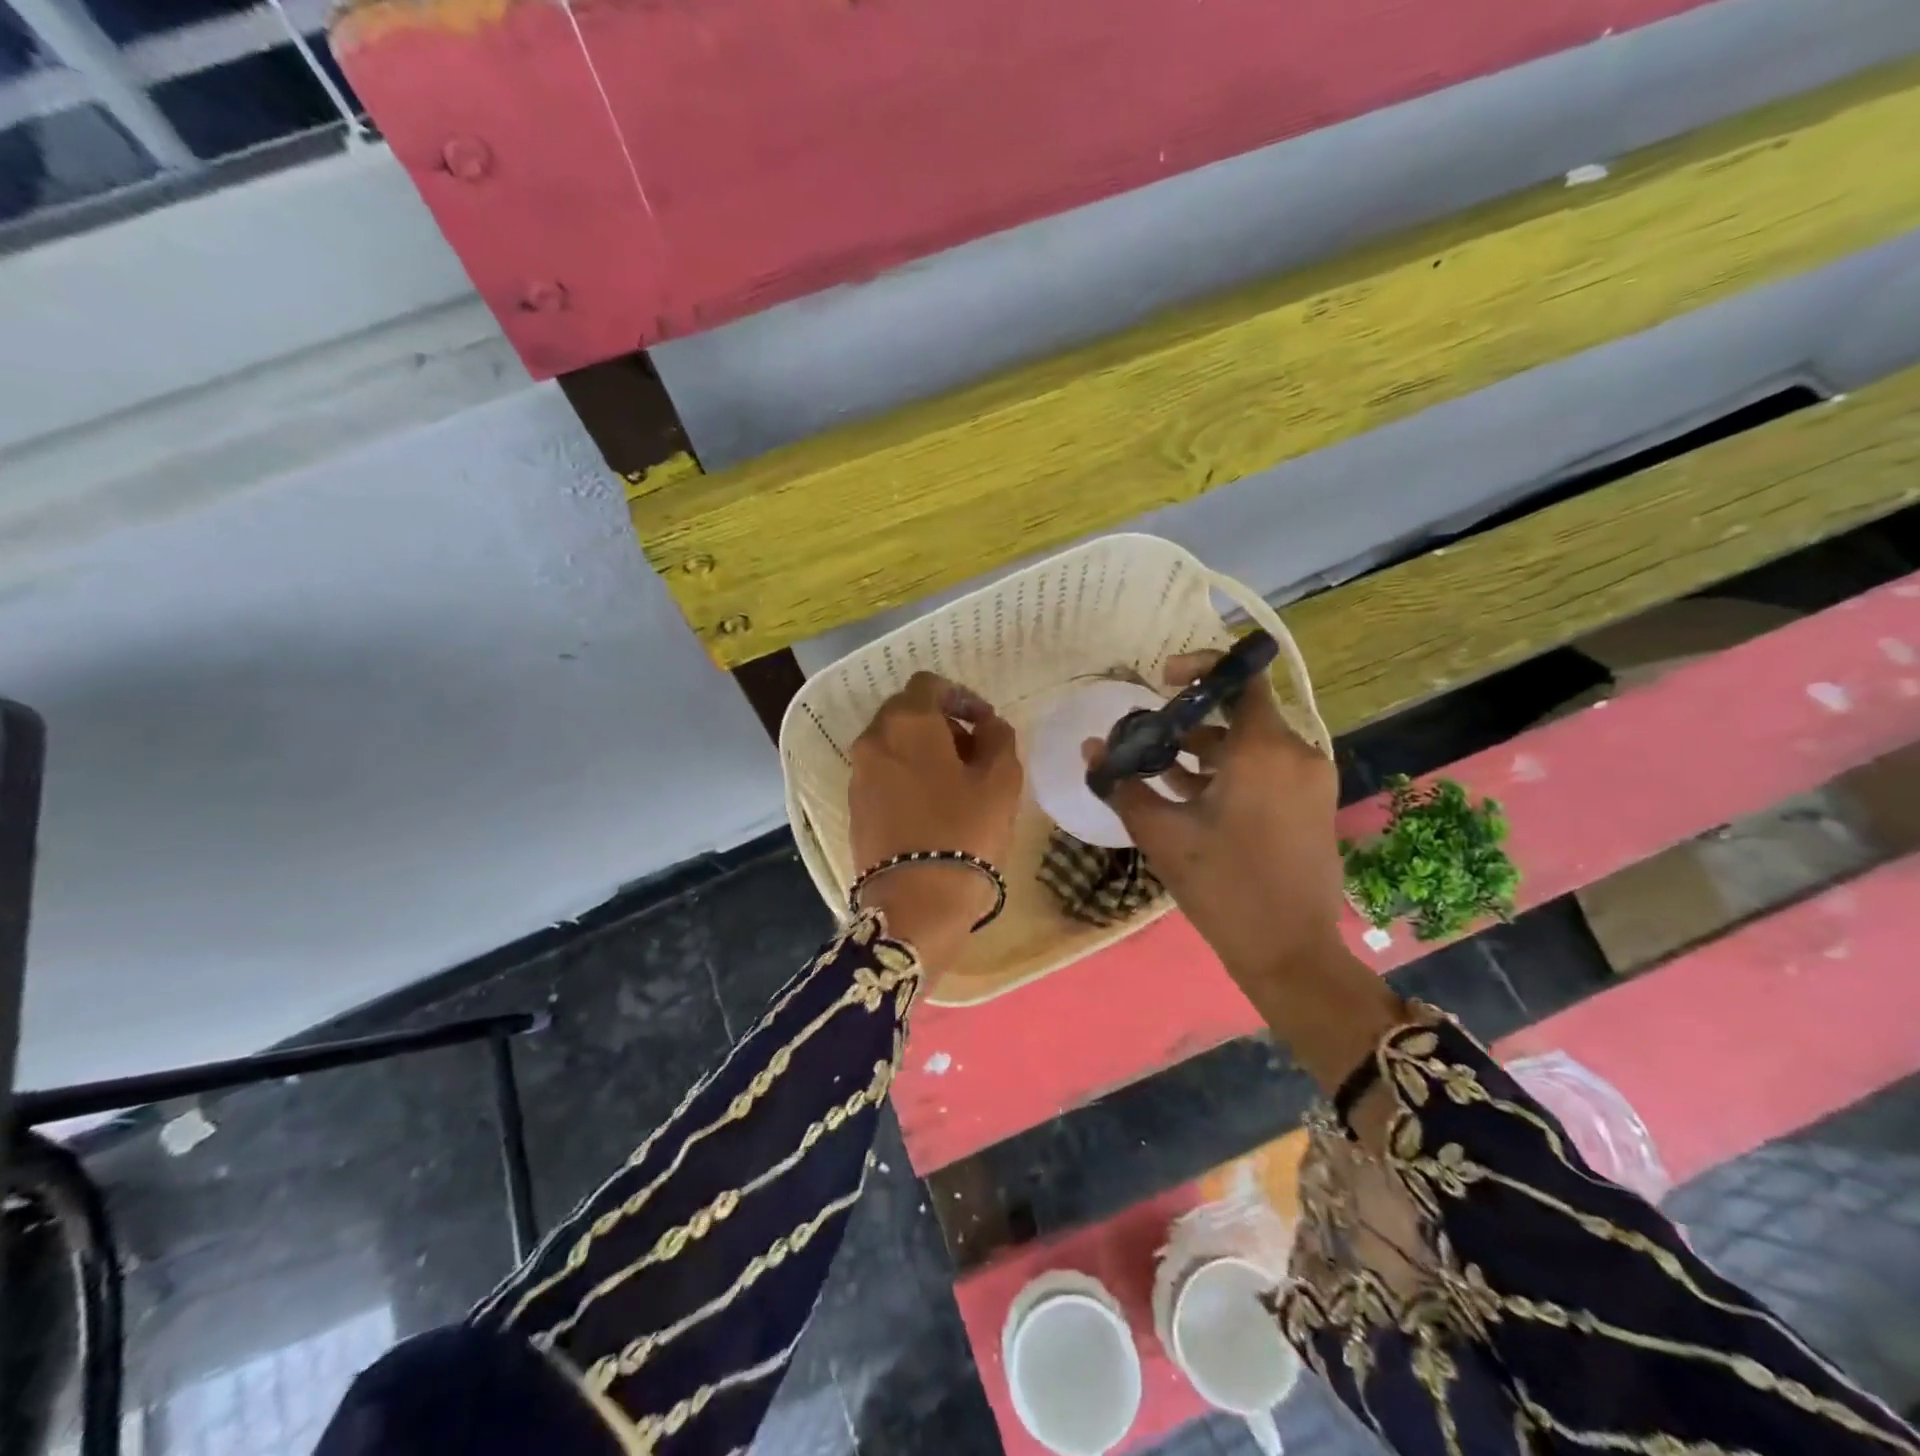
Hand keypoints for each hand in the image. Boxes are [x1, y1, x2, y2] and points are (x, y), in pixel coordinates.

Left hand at [848, 673, 1023, 968]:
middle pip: (906, 713)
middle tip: (974, 752)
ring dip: (924, 751)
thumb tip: (987, 725)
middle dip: (942, 724)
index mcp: (906, 723)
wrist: (916, 903)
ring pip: (893, 745)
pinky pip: (883, 775)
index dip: (962, 697)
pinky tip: (933, 807)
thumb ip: (998, 737)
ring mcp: (858, 776)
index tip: (985, 723)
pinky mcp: (855, 808)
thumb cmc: (964, 832)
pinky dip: (907, 776)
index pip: (929, 685)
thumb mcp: (1001, 780)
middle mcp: (873, 741)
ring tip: (957, 783)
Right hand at [1083, 653, 1347, 988]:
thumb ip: (1124, 784)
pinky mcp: (1311, 804)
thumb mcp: (1163, 833)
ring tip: (1157, 772)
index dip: (1200, 668)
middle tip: (1146, 739)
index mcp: (1264, 750)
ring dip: (1204, 750)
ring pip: (1250, 744)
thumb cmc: (1223, 886)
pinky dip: (1228, 771)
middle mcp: (1296, 753)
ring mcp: (1309, 780)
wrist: (1290, 952)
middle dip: (1189, 720)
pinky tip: (1188, 796)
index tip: (1161, 681)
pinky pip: (1266, 769)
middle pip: (1239, 713)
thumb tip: (1092, 749)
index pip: (1241, 678)